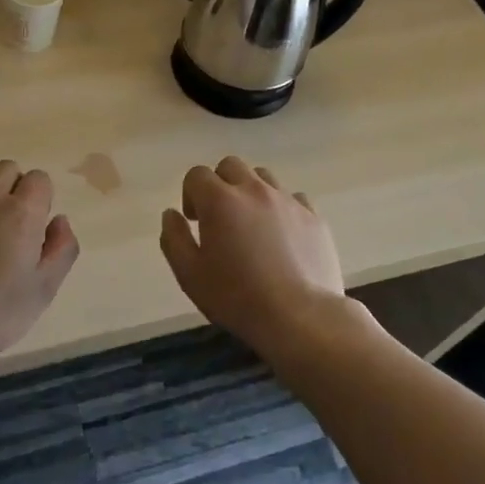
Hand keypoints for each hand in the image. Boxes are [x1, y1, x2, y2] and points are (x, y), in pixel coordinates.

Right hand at [159, 156, 345, 359]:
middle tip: (220, 218)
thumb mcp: (190, 275)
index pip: (197, 174)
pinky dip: (282, 208)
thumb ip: (174, 239)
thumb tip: (171, 214)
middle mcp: (253, 190)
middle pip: (231, 166)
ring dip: (250, 191)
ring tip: (252, 224)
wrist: (300, 317)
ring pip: (263, 177)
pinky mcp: (314, 216)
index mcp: (220, 200)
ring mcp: (287, 200)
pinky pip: (293, 198)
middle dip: (220, 184)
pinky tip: (282, 235)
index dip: (190, 194)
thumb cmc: (237, 297)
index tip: (195, 221)